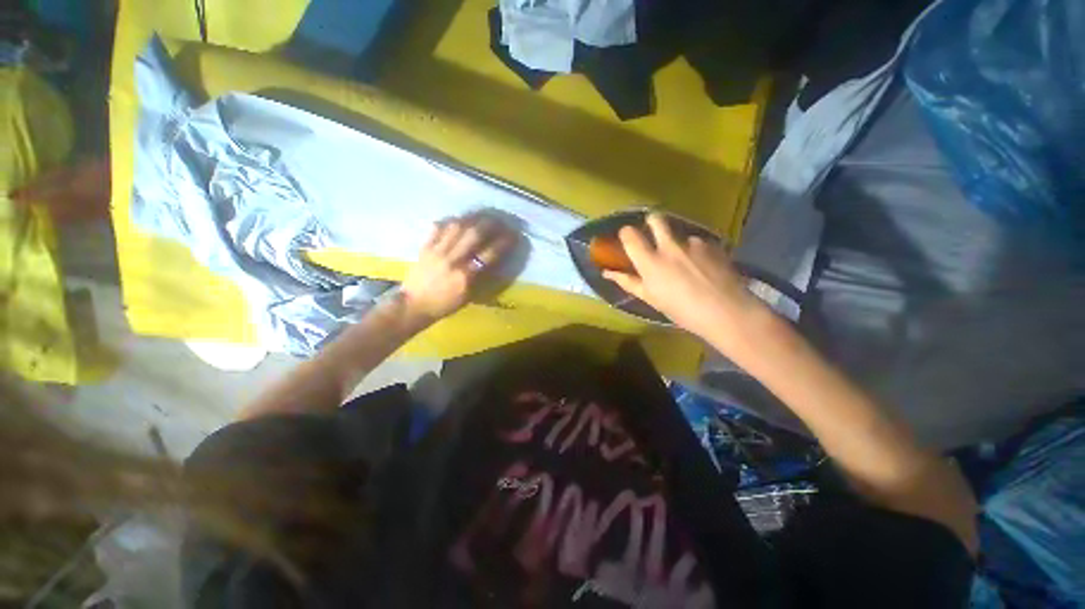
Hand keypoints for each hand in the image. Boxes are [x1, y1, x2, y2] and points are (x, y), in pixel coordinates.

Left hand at [400, 213, 518, 321]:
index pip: (490, 253)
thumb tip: (496, 260)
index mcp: (466, 276)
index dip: (505, 242)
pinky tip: (459, 220)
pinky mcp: (425, 246)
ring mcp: (437, 251)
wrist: (414, 305)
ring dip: (473, 218)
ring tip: (483, 216)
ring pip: (457, 226)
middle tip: (501, 220)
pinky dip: (450, 221)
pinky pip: (438, 227)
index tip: (514, 235)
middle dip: (491, 224)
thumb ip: (483, 277)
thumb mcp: (469, 296)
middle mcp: (453, 260)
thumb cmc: (446, 304)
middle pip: (474, 234)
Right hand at [602, 213, 765, 340]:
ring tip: (687, 264)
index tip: (627, 238)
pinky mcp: (712, 244)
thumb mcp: (651, 299)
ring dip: (678, 244)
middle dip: (651, 222)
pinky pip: (698, 243)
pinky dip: (696, 251)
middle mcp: (670, 246)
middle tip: (653, 234)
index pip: (630, 235)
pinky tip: (704, 268)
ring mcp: (693, 243)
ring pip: (679, 234)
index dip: (626, 233)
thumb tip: (607, 273)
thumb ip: (628, 282)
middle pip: (655, 219)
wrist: (727, 311)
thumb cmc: (681, 310)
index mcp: (650, 261)